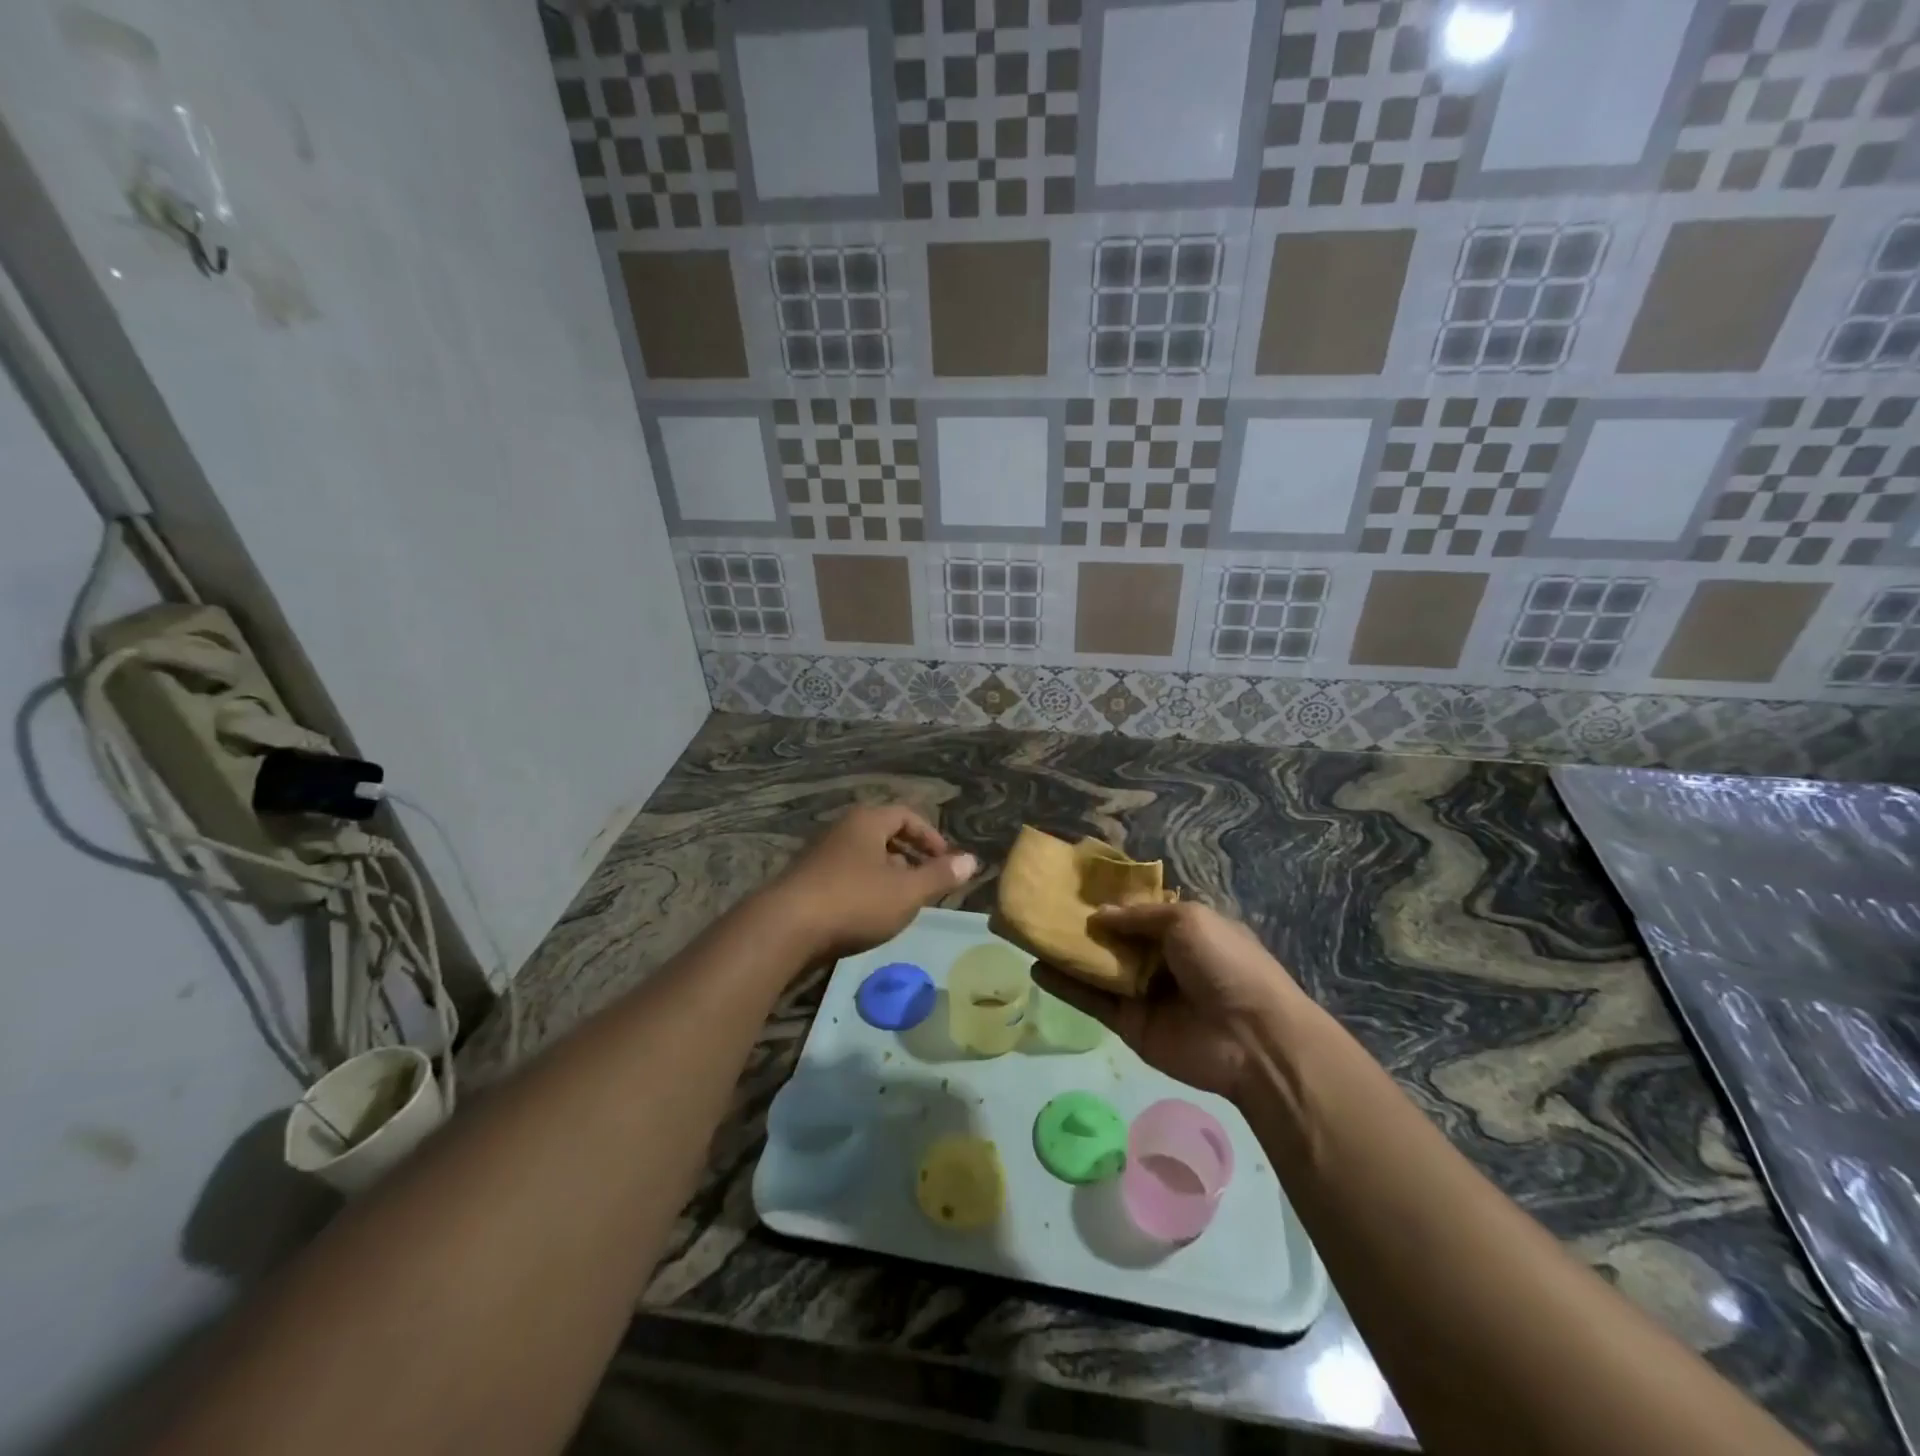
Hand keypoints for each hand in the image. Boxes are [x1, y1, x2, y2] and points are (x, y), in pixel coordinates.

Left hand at [762, 804, 976, 962]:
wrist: (784, 928)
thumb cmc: (854, 901)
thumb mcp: (907, 892)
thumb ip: (940, 876)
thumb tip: (972, 860)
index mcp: (867, 821)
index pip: (907, 815)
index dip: (931, 837)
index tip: (946, 862)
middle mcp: (842, 830)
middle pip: (883, 834)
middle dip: (910, 857)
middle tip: (926, 882)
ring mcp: (819, 855)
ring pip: (863, 857)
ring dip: (887, 875)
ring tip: (901, 903)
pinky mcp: (805, 881)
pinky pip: (844, 876)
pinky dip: (864, 889)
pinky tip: (867, 916)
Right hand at [1035, 901, 1297, 1100]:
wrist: (1251, 1037)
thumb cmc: (1226, 964)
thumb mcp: (1188, 920)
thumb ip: (1139, 916)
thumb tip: (1097, 916)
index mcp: (1182, 929)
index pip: (1139, 911)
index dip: (1110, 899)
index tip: (1074, 884)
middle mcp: (1161, 958)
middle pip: (1114, 938)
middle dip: (1084, 924)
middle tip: (1044, 906)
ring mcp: (1143, 992)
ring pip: (1098, 968)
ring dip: (1068, 952)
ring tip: (1032, 932)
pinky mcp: (1128, 1023)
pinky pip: (1092, 1000)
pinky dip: (1065, 985)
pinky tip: (1036, 967)